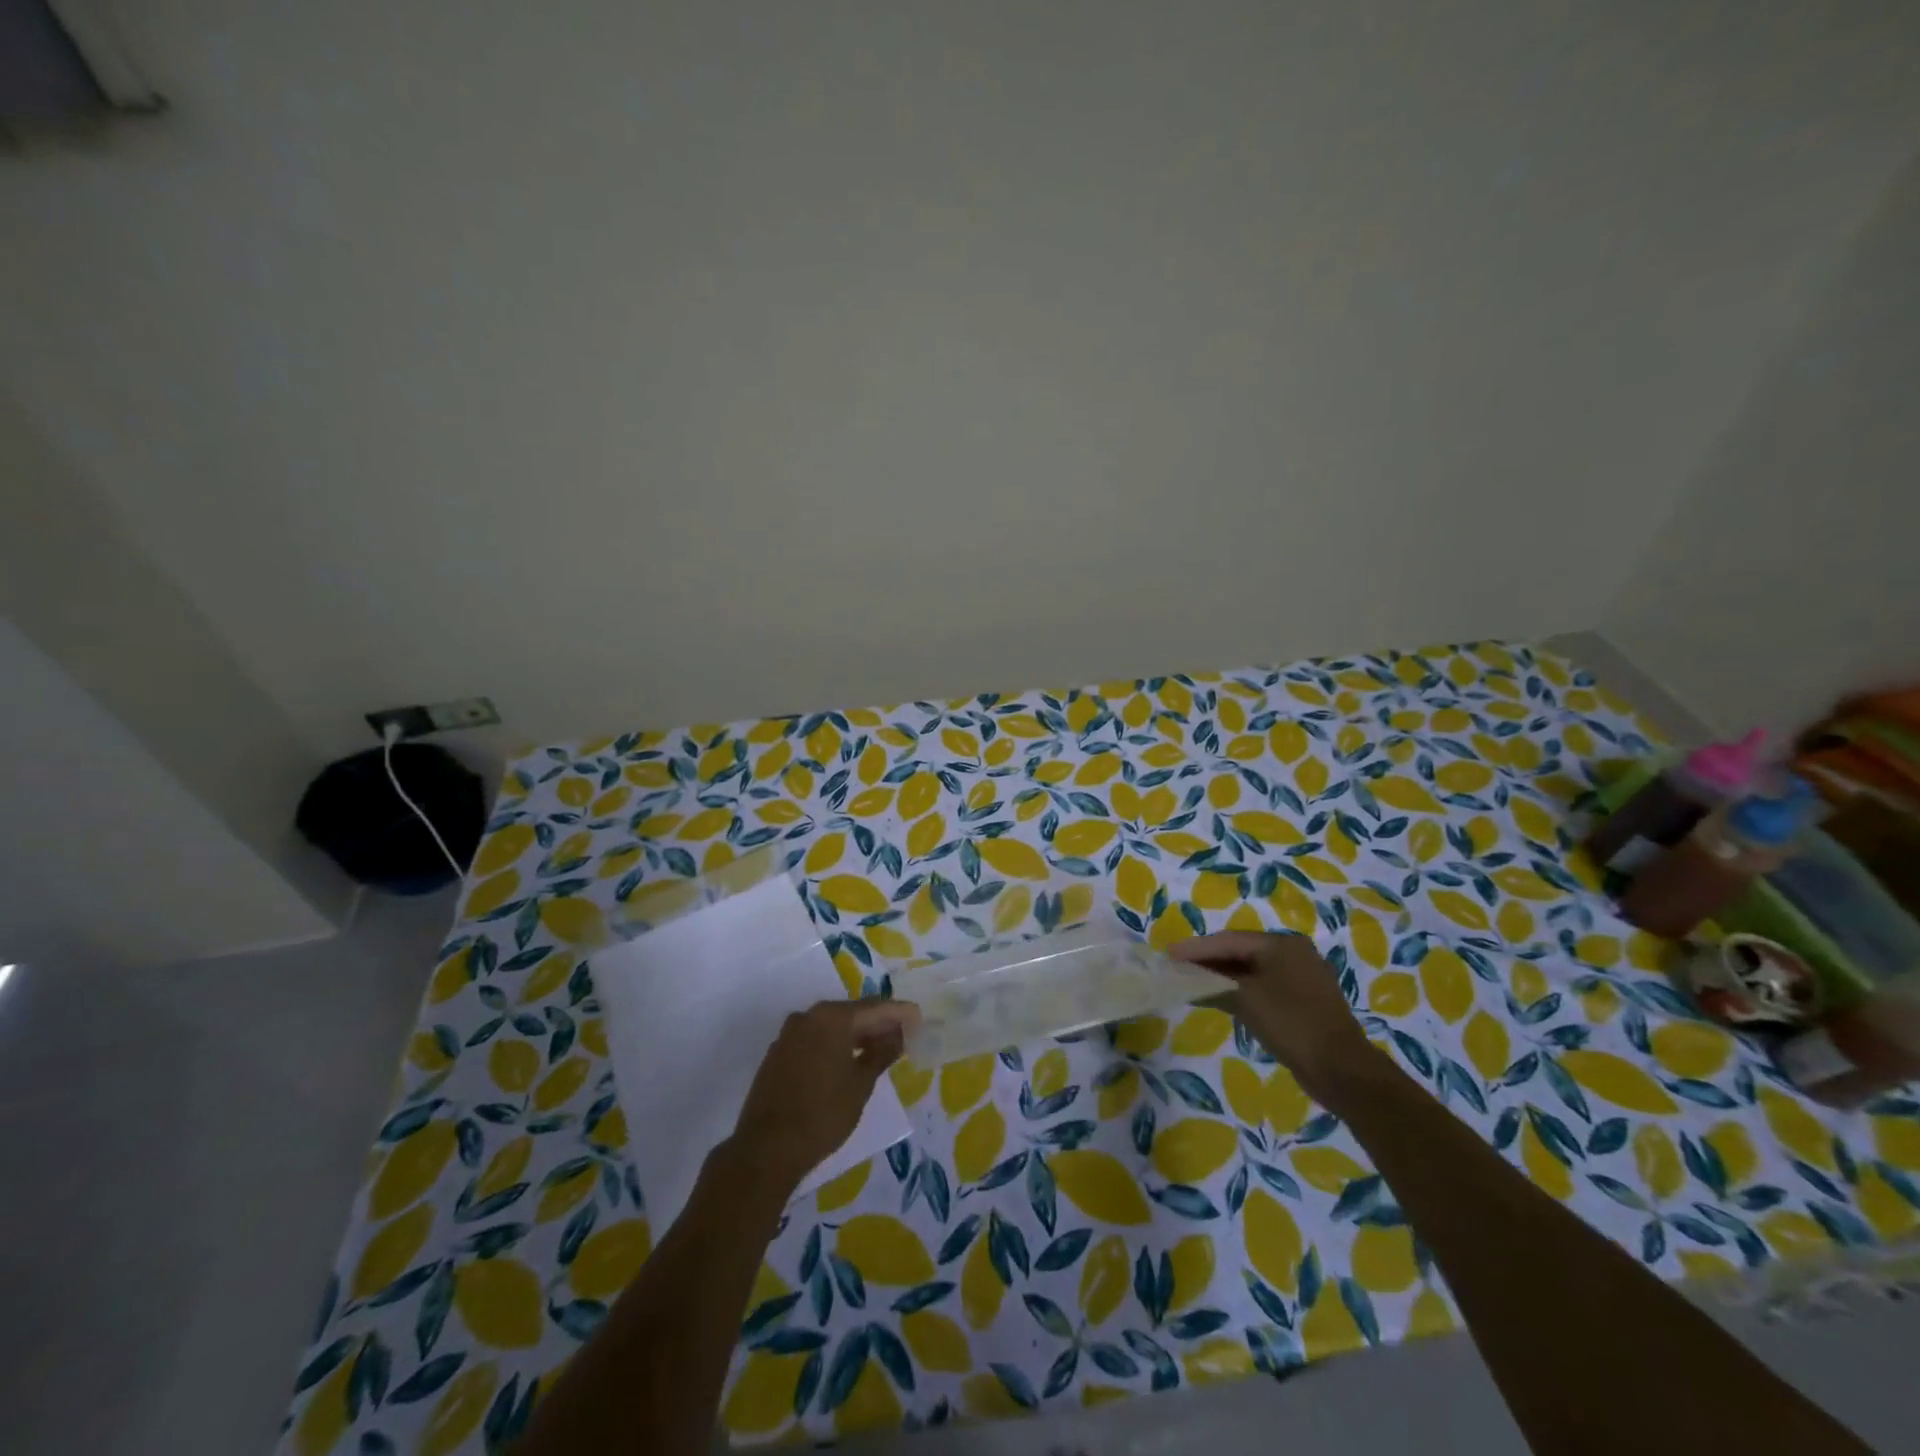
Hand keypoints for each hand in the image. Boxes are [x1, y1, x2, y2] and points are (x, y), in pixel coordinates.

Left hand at [731, 999, 921, 1189]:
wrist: (767, 1148)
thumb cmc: (823, 1113)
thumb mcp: (861, 1084)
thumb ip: (882, 1054)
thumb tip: (897, 1035)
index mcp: (832, 1017)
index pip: (875, 1008)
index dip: (899, 1013)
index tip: (918, 1017)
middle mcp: (808, 1016)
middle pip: (852, 1013)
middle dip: (878, 1023)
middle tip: (903, 1034)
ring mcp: (789, 1034)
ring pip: (832, 1027)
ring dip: (856, 1035)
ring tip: (880, 1048)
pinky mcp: (778, 1054)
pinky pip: (815, 1040)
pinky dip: (835, 1045)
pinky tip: (848, 1060)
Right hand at [1171, 932, 1373, 1098]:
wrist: (1341, 1070)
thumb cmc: (1291, 1023)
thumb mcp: (1246, 999)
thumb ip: (1213, 983)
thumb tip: (1185, 978)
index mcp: (1283, 944)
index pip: (1229, 940)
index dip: (1196, 948)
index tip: (1169, 955)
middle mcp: (1294, 954)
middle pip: (1240, 952)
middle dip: (1208, 961)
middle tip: (1176, 967)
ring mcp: (1301, 979)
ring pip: (1251, 971)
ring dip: (1221, 977)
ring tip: (1191, 982)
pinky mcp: (1303, 1003)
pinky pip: (1263, 988)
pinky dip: (1240, 992)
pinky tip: (1219, 999)